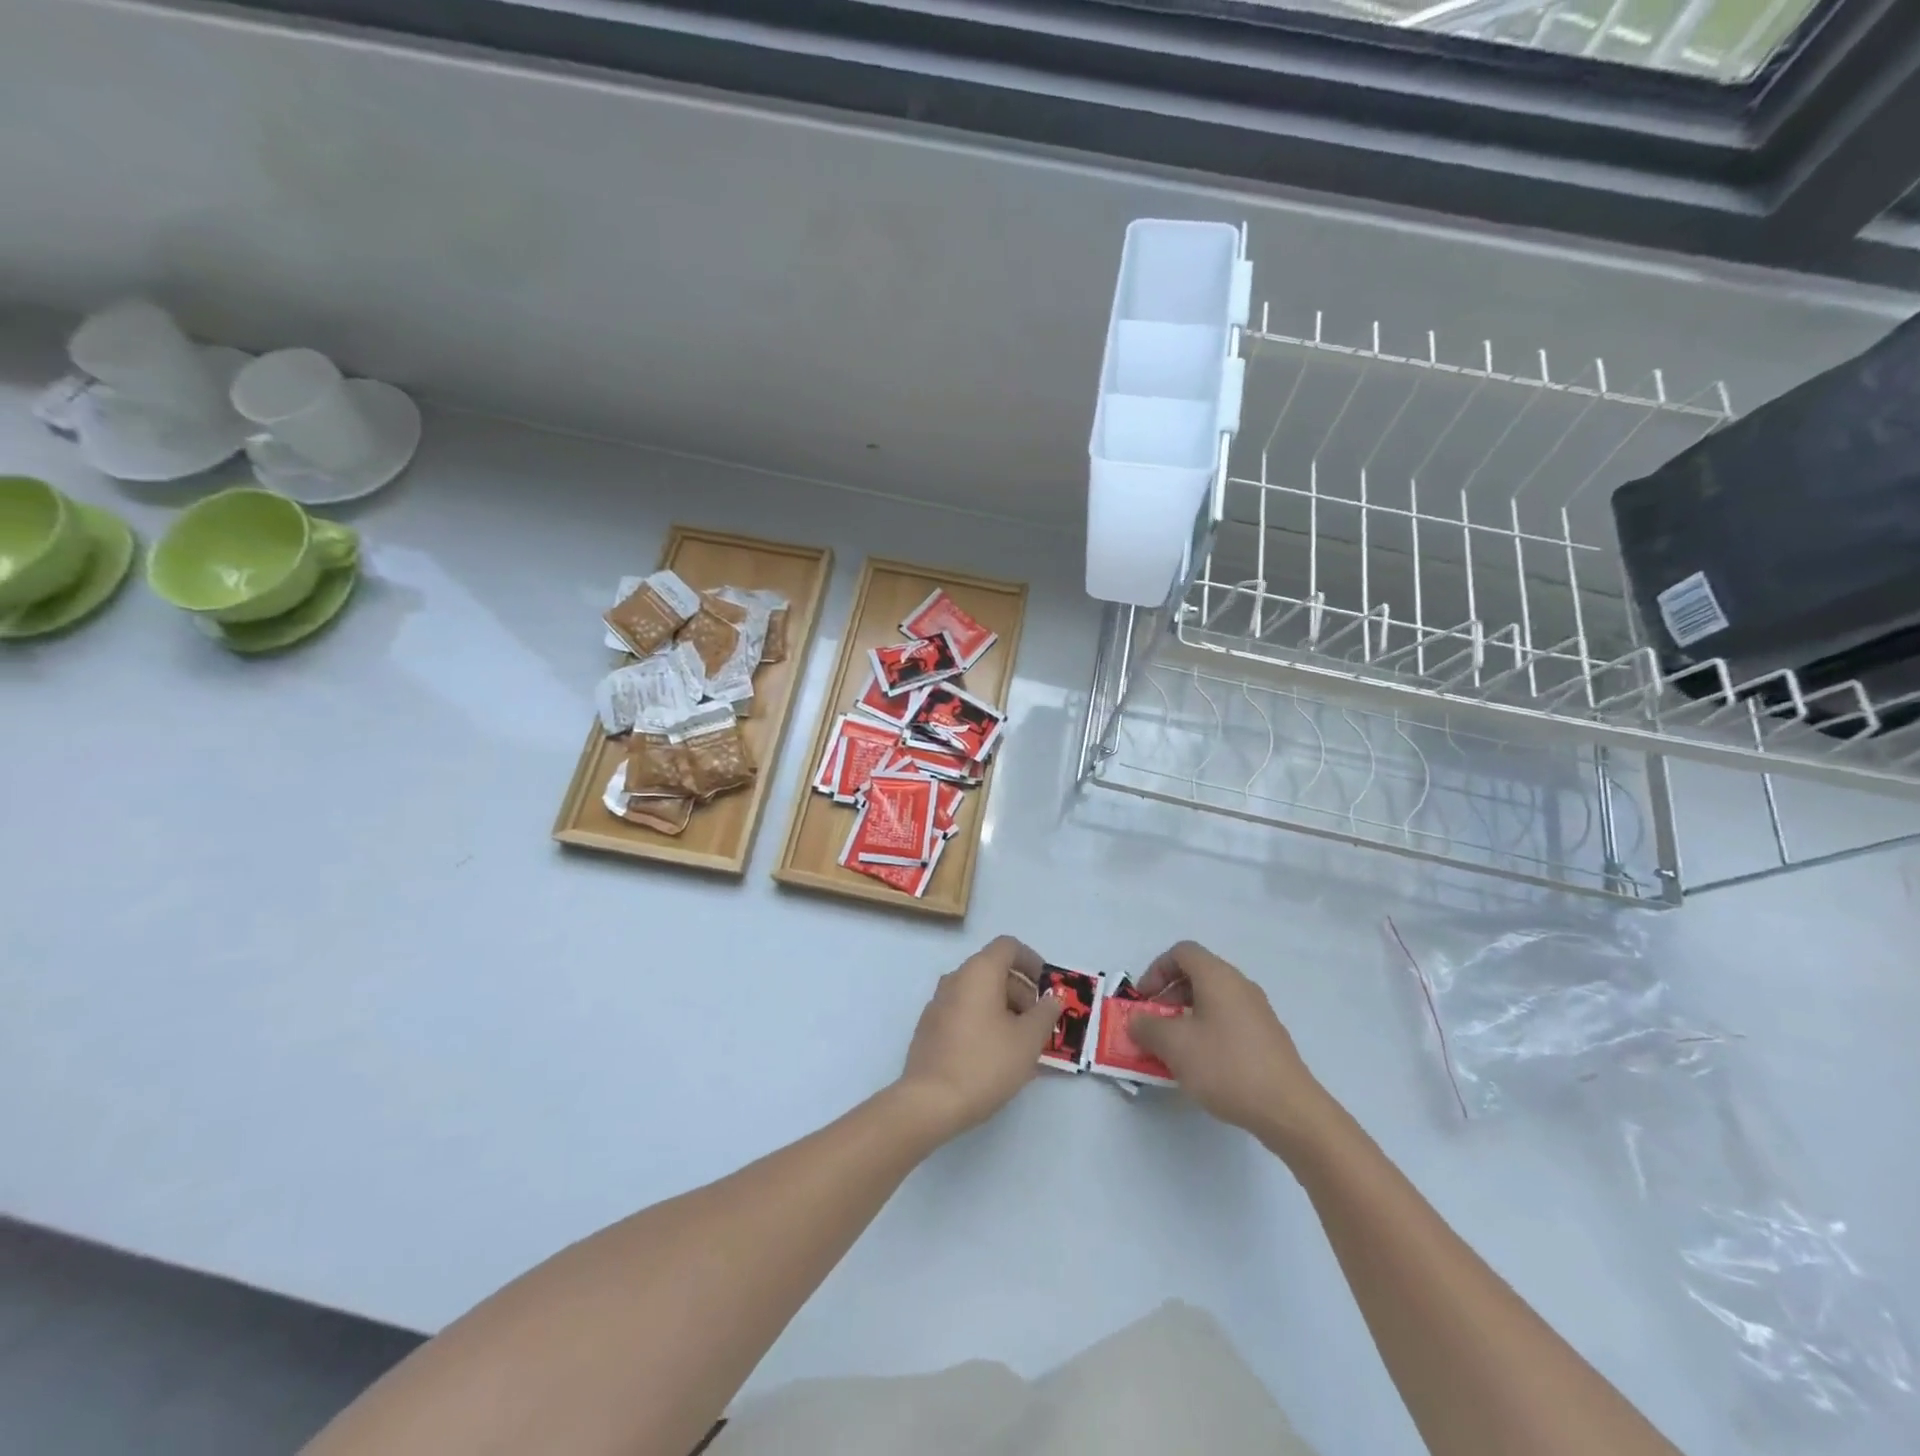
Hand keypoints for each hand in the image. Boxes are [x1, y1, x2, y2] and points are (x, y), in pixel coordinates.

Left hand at [896, 936, 1063, 1139]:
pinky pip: (964, 1012)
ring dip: (1004, 1009)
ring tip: (1022, 1043)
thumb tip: (1053, 998)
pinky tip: (996, 1054)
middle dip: (1022, 991)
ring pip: (979, 993)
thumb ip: (1045, 1013)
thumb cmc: (985, 1063)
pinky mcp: (930, 1027)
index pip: (1008, 947)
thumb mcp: (1028, 1040)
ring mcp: (938, 1003)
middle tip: (1039, 1023)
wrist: (930, 1102)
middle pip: (994, 970)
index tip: (1048, 987)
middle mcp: (955, 979)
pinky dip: (985, 1021)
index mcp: (979, 972)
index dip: (1032, 961)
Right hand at [1128, 941, 1339, 1153]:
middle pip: (1197, 975)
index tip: (1144, 1000)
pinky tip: (1202, 1066)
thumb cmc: (1226, 1066)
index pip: (1181, 952)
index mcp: (1218, 977)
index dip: (1156, 970)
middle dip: (1168, 996)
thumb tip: (1137, 1020)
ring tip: (1174, 1050)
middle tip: (1154, 1025)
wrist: (1289, 1110)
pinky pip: (1228, 1022)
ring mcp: (1258, 1012)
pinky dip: (1207, 1032)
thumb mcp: (1174, 1045)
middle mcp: (1240, 986)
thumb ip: (1147, 1027)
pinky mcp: (1267, 1039)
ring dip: (1186, 1017)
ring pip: (1212, 1001)